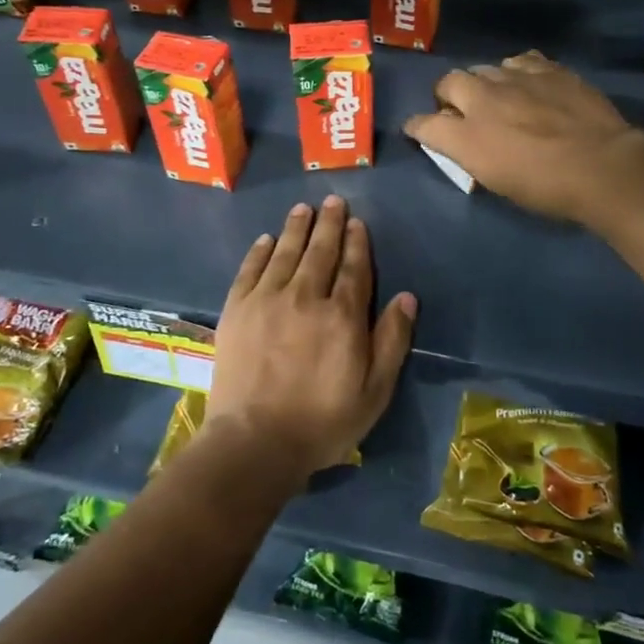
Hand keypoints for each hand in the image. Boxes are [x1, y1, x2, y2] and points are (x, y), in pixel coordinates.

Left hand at [208, 195, 416, 480]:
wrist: (255, 442)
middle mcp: (306, 297)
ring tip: (304, 208)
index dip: (357, 243)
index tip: (357, 222)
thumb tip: (406, 297)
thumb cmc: (323, 422)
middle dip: (329, 224)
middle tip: (333, 201)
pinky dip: (260, 251)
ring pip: (286, 252)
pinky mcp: (237, 310)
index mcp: (343, 316)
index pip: (354, 268)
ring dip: (297, 228)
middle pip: (320, 251)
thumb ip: (392, 341)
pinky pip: (250, 269)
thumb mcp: (374, 391)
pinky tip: (267, 239)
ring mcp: (267, 300)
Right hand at [403, 51, 643, 223]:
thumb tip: (463, 140)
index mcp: (466, 136)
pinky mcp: (547, 68)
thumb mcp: (498, 181)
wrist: (602, 166)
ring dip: (484, 82)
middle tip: (461, 111)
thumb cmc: (547, 189)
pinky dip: (517, 72)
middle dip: (448, 94)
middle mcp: (482, 98)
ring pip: (485, 68)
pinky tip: (529, 84)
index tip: (419, 130)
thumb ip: (472, 154)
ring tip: (499, 96)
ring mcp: (516, 78)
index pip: (423, 124)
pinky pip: (520, 61)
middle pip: (448, 82)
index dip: (417, 127)